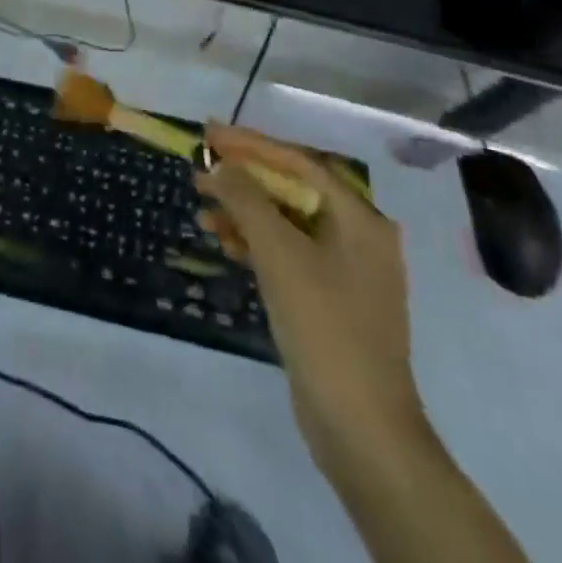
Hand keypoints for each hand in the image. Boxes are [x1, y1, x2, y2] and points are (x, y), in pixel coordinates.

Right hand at [196, 124, 425, 471]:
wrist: (361, 428)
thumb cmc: (324, 326)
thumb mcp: (279, 253)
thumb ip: (246, 199)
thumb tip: (221, 166)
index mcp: (359, 218)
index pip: (298, 162)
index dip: (251, 144)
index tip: (209, 134)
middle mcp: (358, 235)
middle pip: (292, 189)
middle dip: (244, 178)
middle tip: (200, 166)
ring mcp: (345, 269)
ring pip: (285, 222)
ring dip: (244, 210)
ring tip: (201, 206)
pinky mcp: (329, 298)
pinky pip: (287, 252)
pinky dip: (255, 242)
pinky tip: (222, 240)